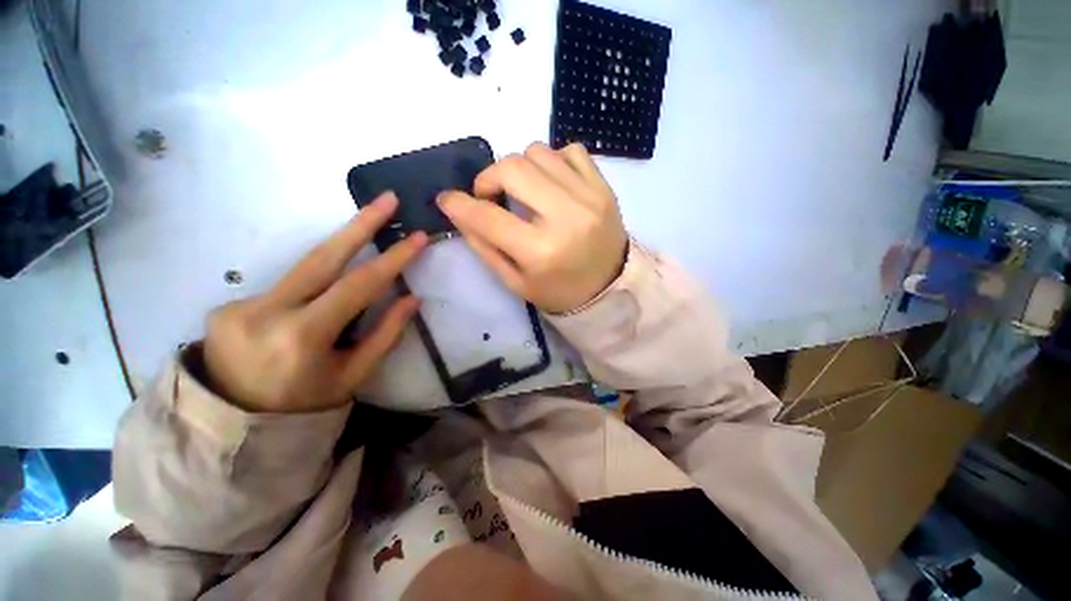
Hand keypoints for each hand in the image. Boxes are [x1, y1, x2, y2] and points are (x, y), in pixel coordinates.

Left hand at [202, 193, 427, 412]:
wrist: (233, 424)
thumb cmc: (306, 405)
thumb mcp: (354, 375)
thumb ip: (385, 334)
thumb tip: (412, 298)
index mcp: (303, 337)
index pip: (358, 285)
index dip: (392, 259)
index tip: (417, 237)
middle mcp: (266, 312)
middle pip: (322, 256)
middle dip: (359, 224)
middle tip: (386, 198)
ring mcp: (240, 305)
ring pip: (303, 268)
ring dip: (339, 249)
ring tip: (366, 228)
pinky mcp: (228, 304)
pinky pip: (286, 287)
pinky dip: (311, 286)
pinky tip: (317, 302)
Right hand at [437, 142, 627, 313]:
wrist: (610, 287)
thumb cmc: (559, 291)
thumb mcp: (515, 282)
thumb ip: (484, 246)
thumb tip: (459, 210)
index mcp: (540, 252)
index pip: (487, 217)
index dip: (459, 204)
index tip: (448, 199)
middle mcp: (565, 217)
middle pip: (511, 167)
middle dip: (489, 178)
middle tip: (491, 196)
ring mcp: (589, 197)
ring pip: (537, 152)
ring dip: (520, 169)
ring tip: (525, 192)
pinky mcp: (604, 186)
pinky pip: (569, 149)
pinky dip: (552, 162)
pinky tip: (552, 185)